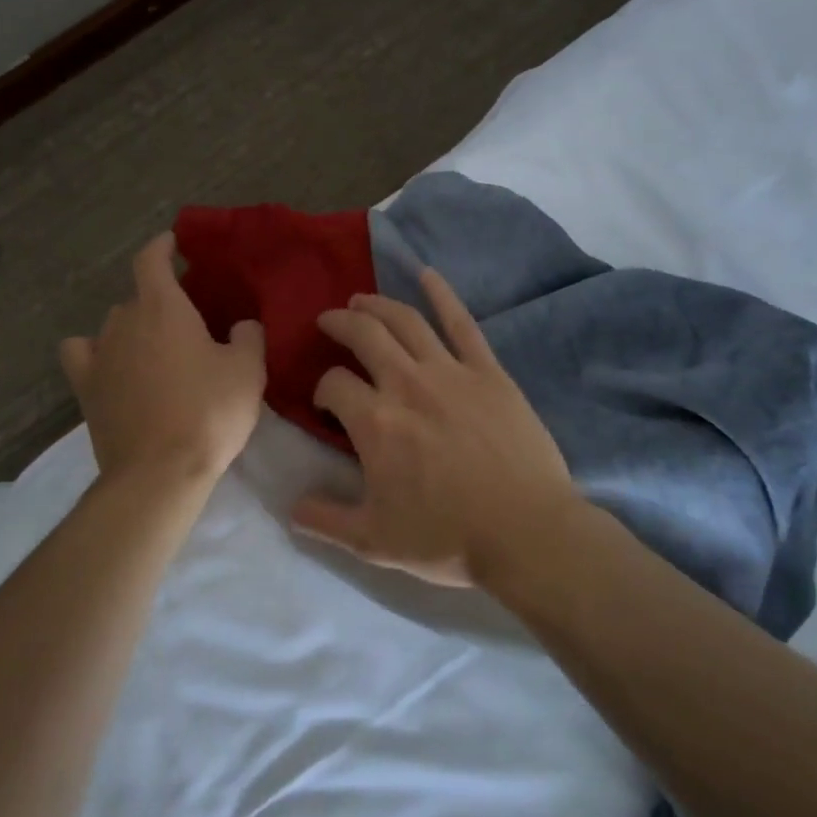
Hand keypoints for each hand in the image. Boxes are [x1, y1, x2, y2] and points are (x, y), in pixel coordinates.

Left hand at [60, 233, 266, 485]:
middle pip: (138, 297)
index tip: (174, 242)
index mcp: (163, 307)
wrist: (160, 471)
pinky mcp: (85, 388)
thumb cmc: (209, 412)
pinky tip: (111, 365)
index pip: (151, 259)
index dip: (162, 246)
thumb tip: (241, 324)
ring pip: (114, 325)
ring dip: (133, 328)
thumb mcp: (248, 370)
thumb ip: (248, 336)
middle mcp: (123, 321)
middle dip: (160, 301)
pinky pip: (82, 354)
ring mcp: (99, 354)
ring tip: (155, 349)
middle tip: (187, 321)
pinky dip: (95, 352)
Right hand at [289, 268, 579, 586]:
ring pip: (405, 321)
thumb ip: (326, 520)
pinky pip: (462, 323)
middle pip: (363, 335)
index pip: (333, 384)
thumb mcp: (375, 541)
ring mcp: (450, 372)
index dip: (323, 388)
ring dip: (377, 304)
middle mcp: (406, 384)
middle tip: (328, 321)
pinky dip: (442, 295)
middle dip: (339, 324)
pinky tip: (427, 275)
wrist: (526, 532)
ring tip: (361, 300)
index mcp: (374, 422)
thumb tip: (290, 507)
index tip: (327, 401)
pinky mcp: (488, 372)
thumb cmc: (448, 538)